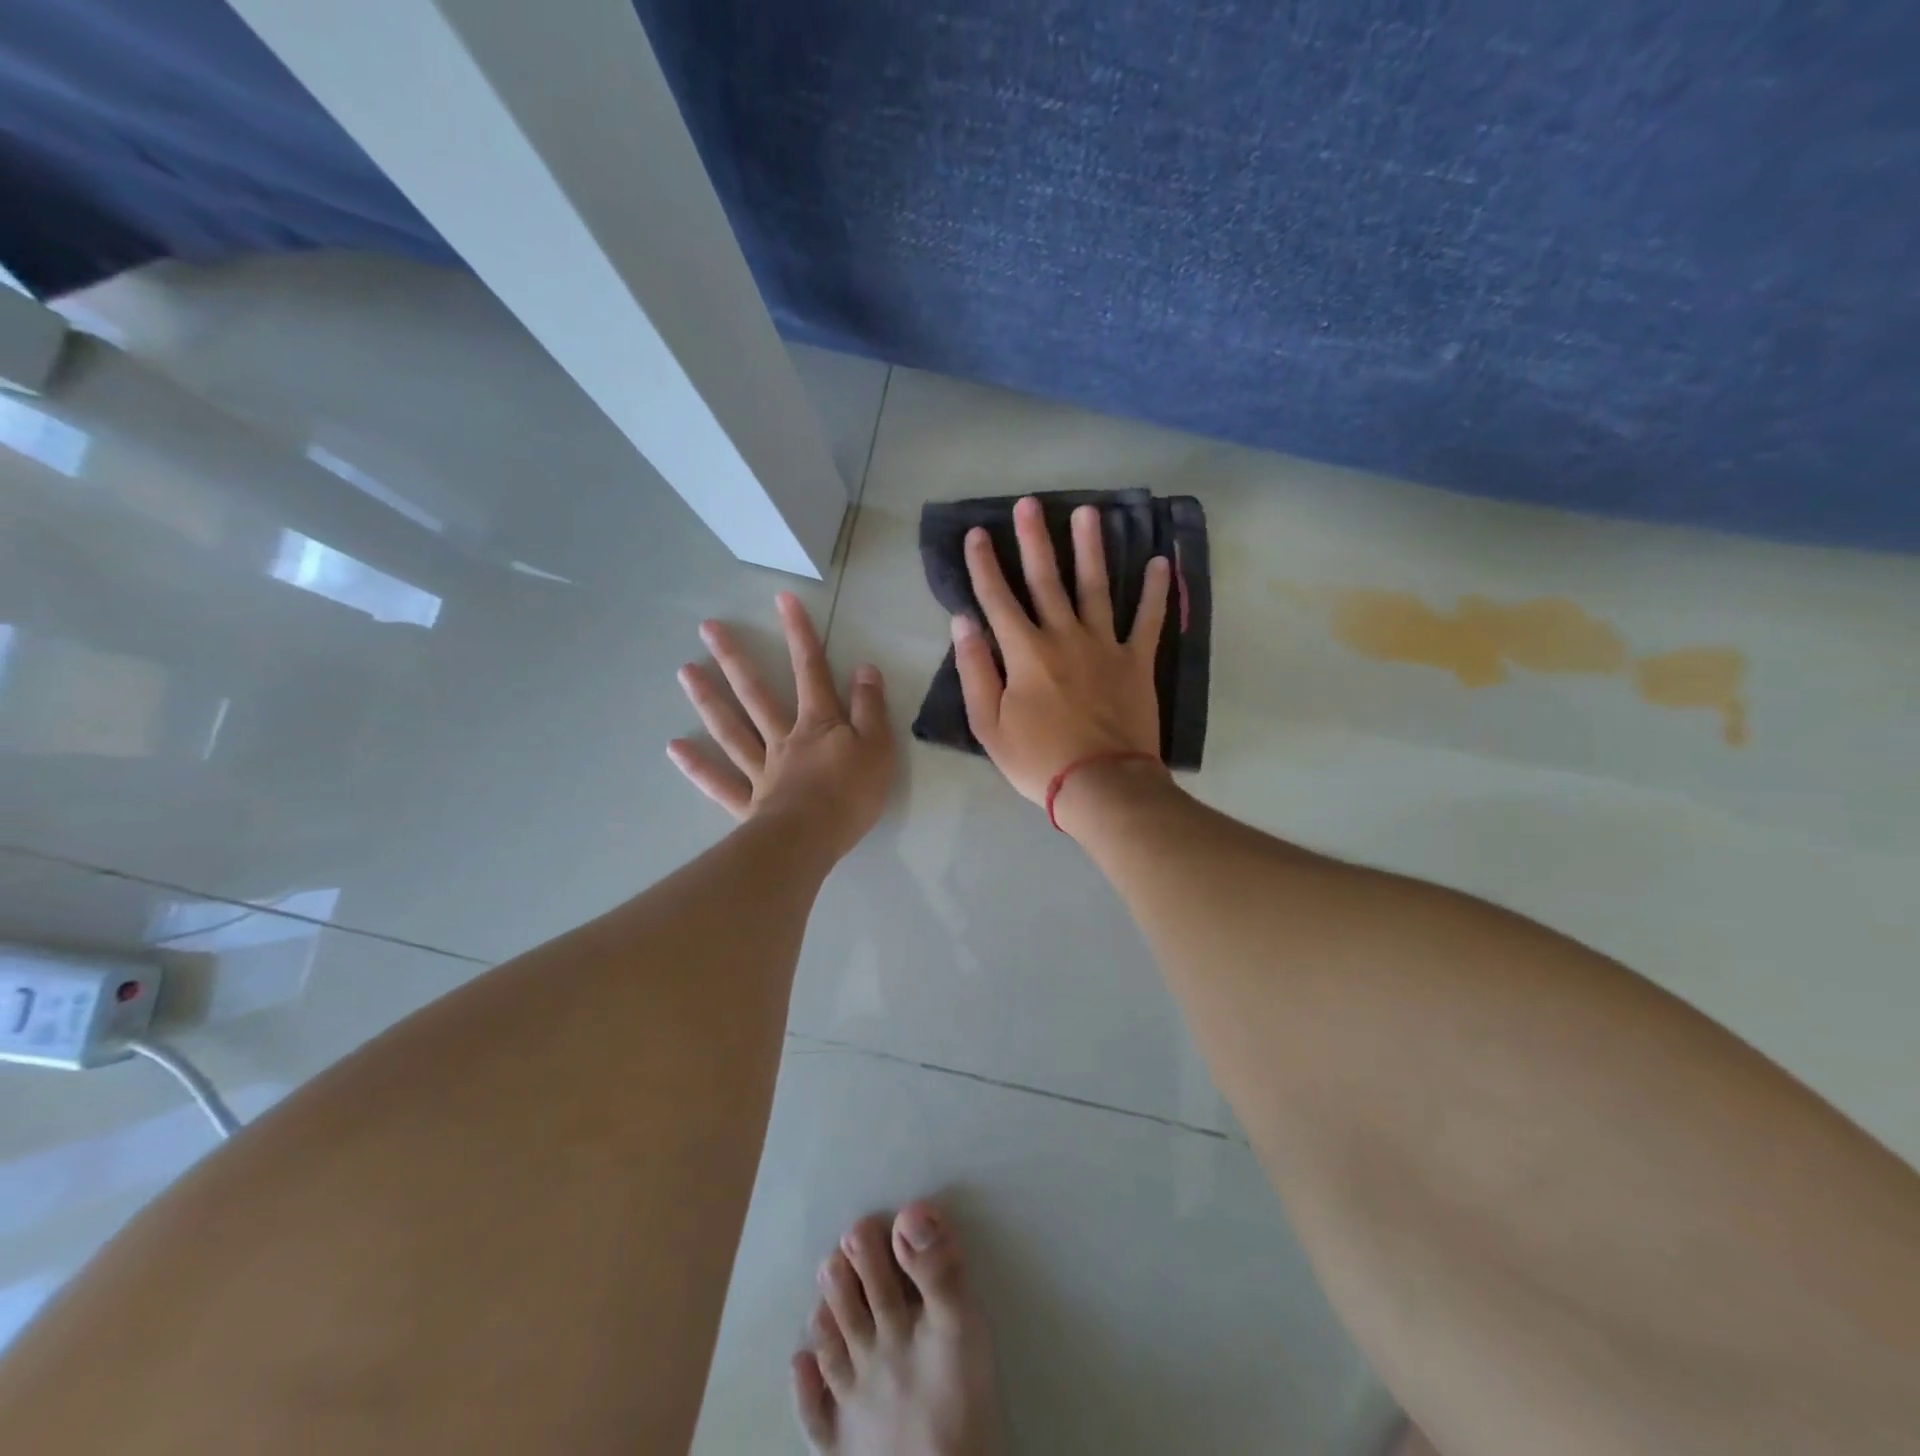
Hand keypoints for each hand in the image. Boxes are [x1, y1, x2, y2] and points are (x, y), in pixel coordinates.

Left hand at [669, 592, 894, 858]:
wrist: (814, 839)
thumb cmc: (852, 793)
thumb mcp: (878, 746)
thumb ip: (870, 707)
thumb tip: (864, 668)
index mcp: (818, 724)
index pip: (810, 671)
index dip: (799, 634)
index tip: (781, 599)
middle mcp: (783, 738)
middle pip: (756, 693)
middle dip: (734, 658)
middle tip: (707, 628)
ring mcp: (761, 770)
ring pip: (731, 729)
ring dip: (708, 699)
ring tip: (684, 671)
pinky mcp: (749, 802)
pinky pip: (719, 782)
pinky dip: (697, 766)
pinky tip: (674, 747)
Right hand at [952, 495, 1171, 805]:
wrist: (1101, 785)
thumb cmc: (1038, 760)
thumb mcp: (989, 724)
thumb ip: (974, 671)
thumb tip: (963, 623)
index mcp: (1024, 653)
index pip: (998, 599)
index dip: (984, 566)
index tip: (976, 534)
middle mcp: (1064, 637)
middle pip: (1047, 580)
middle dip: (1034, 540)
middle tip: (1030, 503)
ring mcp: (1104, 646)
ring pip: (1095, 588)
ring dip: (1091, 548)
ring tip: (1089, 512)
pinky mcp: (1136, 662)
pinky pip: (1148, 621)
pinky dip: (1155, 593)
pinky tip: (1159, 563)